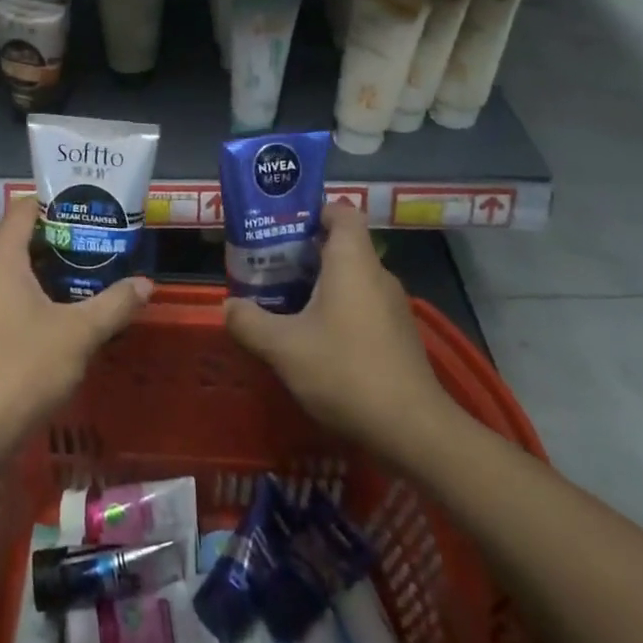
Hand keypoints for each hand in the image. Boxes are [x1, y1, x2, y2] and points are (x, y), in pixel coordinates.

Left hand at [0, 198, 151, 442]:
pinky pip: (7, 295)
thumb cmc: (25, 367)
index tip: (91, 207)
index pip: (25, 208)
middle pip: (21, 238)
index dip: (57, 202)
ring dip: (50, 270)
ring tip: (90, 273)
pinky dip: (34, 293)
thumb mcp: (80, 333)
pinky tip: (63, 311)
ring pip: (15, 270)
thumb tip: (146, 284)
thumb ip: (114, 303)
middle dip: (61, 238)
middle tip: (100, 241)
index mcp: (0, 259)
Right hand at [224, 204, 464, 458]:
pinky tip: (313, 341)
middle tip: (268, 267)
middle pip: (341, 246)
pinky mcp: (398, 337)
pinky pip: (362, 307)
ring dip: (318, 285)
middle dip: (304, 253)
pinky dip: (337, 311)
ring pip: (351, 279)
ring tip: (283, 304)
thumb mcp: (283, 348)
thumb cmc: (345, 372)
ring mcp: (393, 308)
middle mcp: (377, 276)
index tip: (283, 227)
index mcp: (352, 262)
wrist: (413, 431)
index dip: (314, 212)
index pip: (342, 212)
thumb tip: (229, 306)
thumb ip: (249, 322)